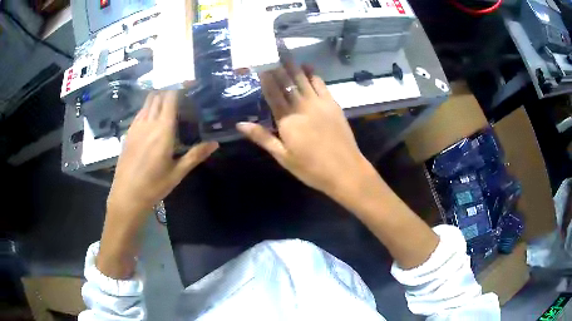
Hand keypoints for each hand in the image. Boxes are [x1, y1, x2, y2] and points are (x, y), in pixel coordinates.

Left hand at [107, 91, 218, 218]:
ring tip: (168, 101)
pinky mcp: (128, 133)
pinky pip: (140, 112)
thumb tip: (215, 143)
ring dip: (158, 97)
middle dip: (169, 89)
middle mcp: (148, 123)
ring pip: (147, 102)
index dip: (179, 86)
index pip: (170, 98)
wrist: (127, 196)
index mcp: (163, 130)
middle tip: (181, 92)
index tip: (189, 82)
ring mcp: (136, 126)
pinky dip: (148, 108)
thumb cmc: (154, 186)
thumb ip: (195, 155)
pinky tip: (153, 117)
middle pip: (158, 95)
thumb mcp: (177, 172)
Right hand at [236, 65, 369, 196]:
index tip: (259, 64)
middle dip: (277, 67)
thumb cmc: (311, 168)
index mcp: (286, 120)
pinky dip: (313, 74)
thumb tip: (240, 124)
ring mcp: (319, 103)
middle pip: (287, 82)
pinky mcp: (333, 104)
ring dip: (293, 66)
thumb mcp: (283, 156)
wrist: (344, 170)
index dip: (265, 78)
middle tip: (270, 52)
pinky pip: (321, 84)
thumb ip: (262, 137)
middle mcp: (301, 106)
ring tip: (285, 54)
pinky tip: (308, 67)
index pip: (272, 93)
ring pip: (303, 79)